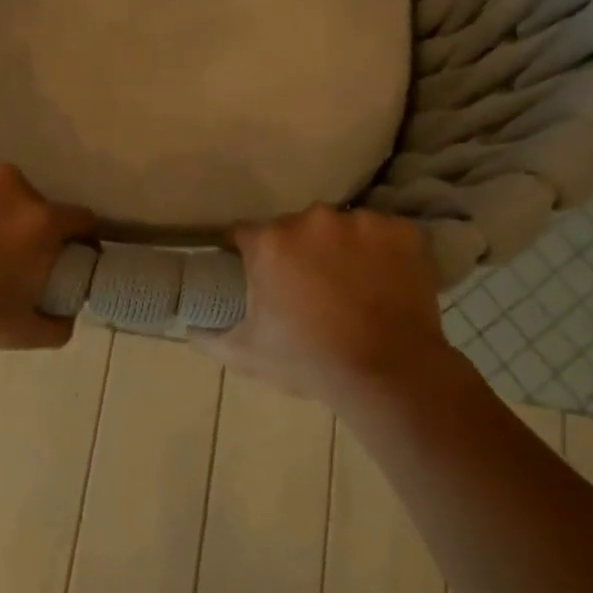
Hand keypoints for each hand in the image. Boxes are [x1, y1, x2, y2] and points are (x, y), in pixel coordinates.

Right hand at [199, 205, 456, 407]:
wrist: (387, 373)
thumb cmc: (308, 361)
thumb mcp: (247, 354)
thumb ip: (210, 336)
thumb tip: (188, 327)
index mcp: (270, 242)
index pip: (245, 234)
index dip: (248, 254)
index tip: (259, 276)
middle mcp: (312, 220)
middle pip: (296, 228)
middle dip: (298, 252)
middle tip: (311, 289)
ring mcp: (362, 222)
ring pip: (342, 228)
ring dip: (342, 250)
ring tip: (354, 288)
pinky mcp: (404, 231)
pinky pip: (387, 235)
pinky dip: (385, 253)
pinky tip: (387, 283)